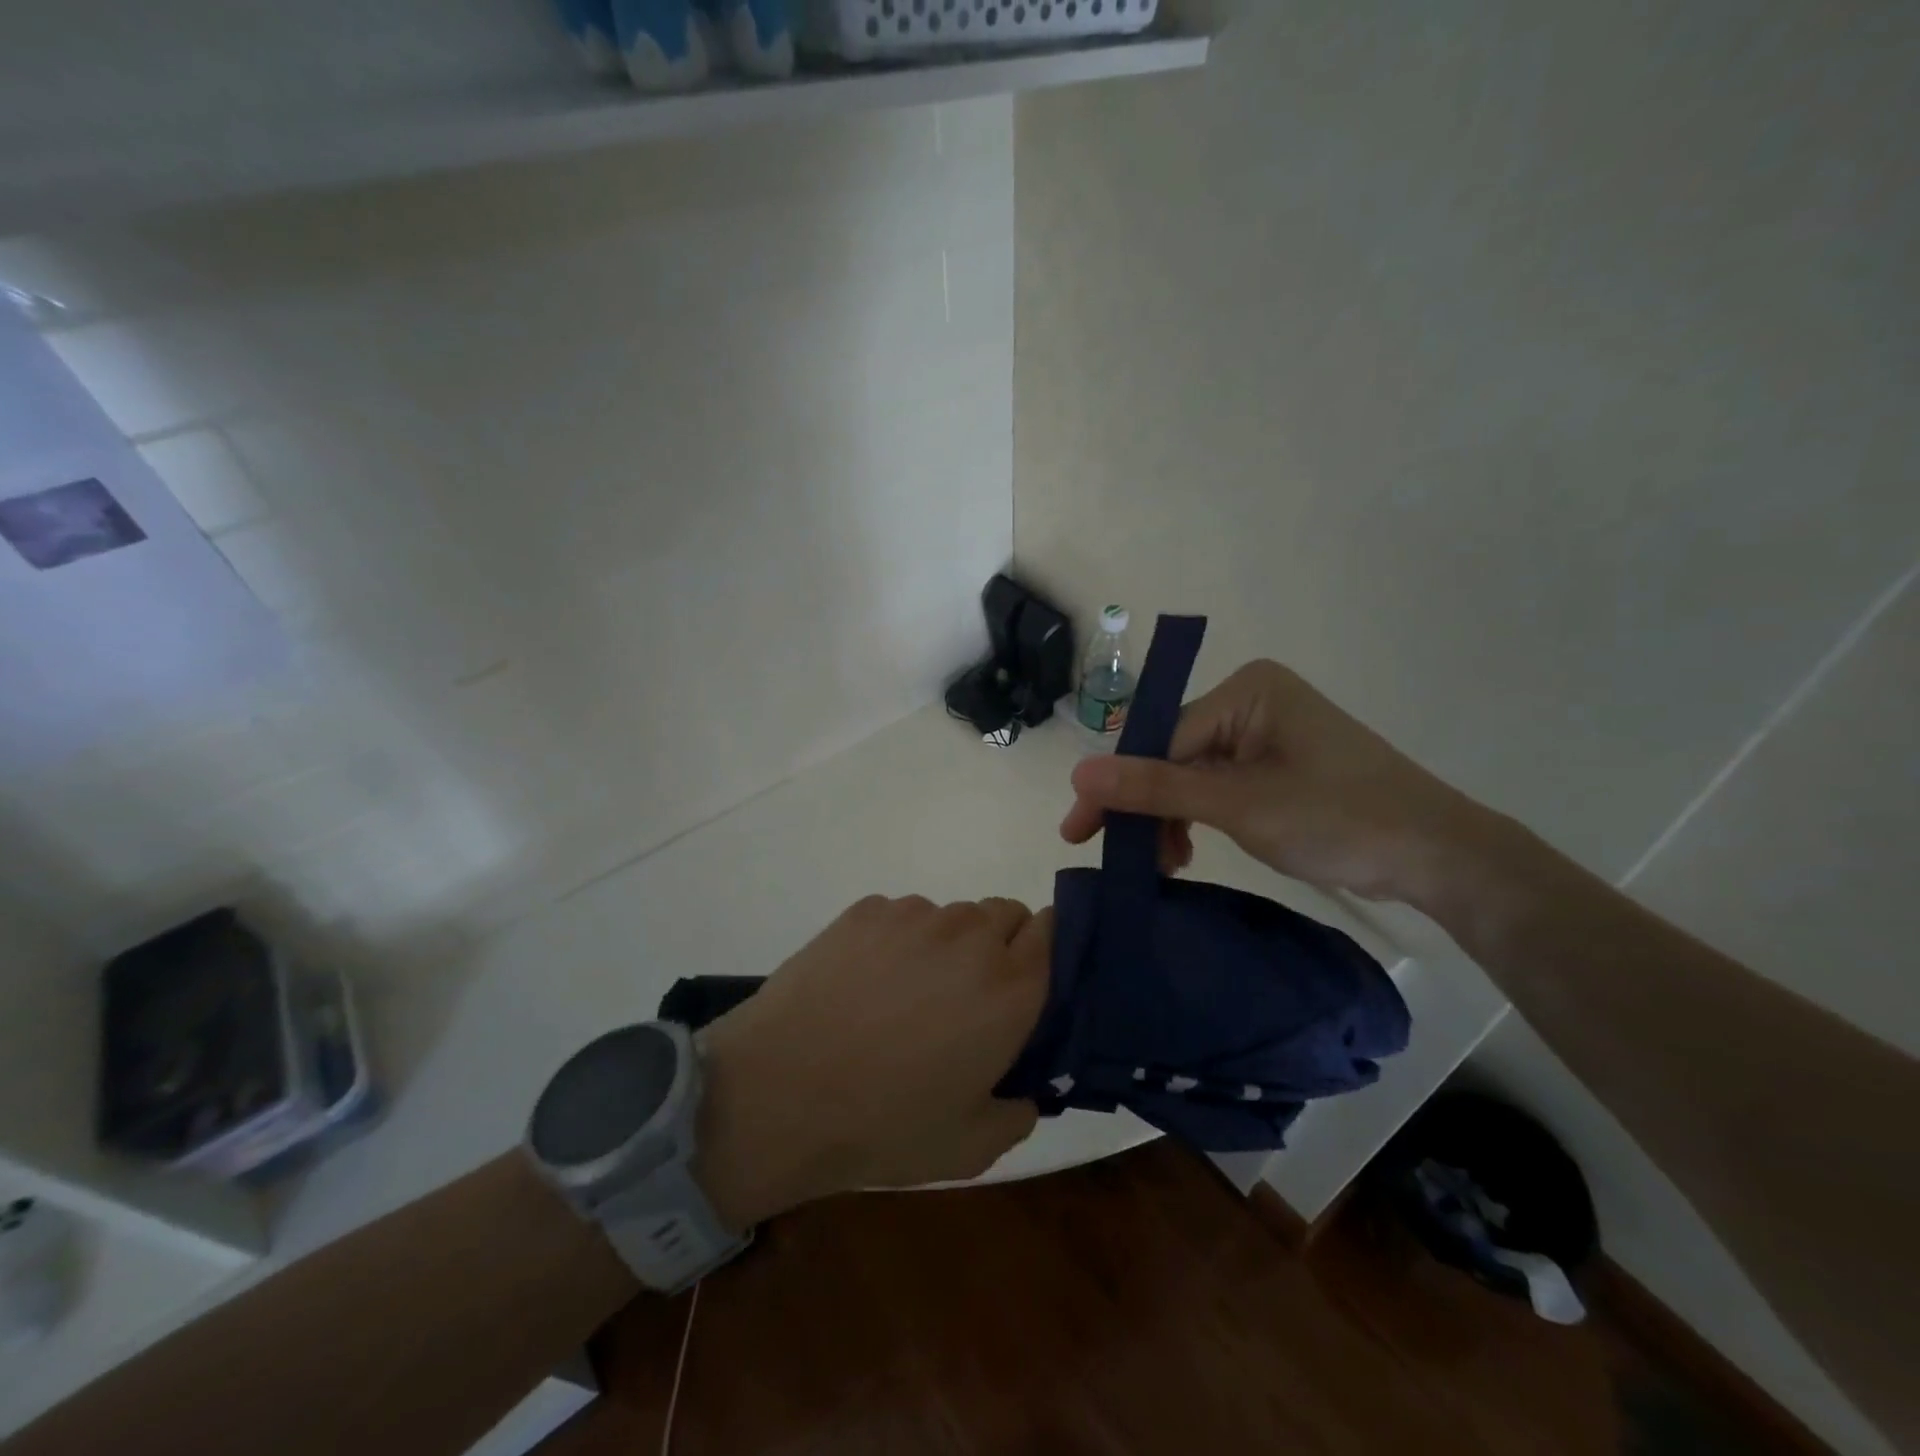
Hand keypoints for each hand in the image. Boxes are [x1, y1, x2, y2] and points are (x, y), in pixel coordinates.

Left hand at [692, 896, 1047, 1227]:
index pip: (1056, 929)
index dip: (1048, 951)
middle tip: (969, 997)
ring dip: (948, 944)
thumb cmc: (883, 1124)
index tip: (1029, 983)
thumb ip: (1019, 1111)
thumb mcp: (971, 1146)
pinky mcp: (867, 909)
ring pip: (953, 914)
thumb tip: (1028, 1089)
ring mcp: (915, 915)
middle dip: (1001, 945)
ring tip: (908, 994)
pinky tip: (866, 983)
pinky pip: (903, 915)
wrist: (778, 1092)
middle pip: (1007, 913)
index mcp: (1010, 987)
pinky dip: (899, 940)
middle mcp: (970, 936)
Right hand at [1059, 659, 1503, 909]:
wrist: (1438, 856)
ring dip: (1170, 819)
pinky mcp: (1276, 764)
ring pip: (1191, 774)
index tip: (1080, 832)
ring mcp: (1265, 733)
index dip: (1118, 787)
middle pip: (1172, 755)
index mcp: (1246, 690)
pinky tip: (1186, 850)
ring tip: (1163, 865)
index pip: (1160, 738)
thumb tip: (1077, 774)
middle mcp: (1251, 701)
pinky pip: (1217, 785)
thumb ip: (1156, 788)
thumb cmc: (1339, 818)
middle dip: (1145, 808)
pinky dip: (1198, 818)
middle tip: (1117, 856)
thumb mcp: (1238, 805)